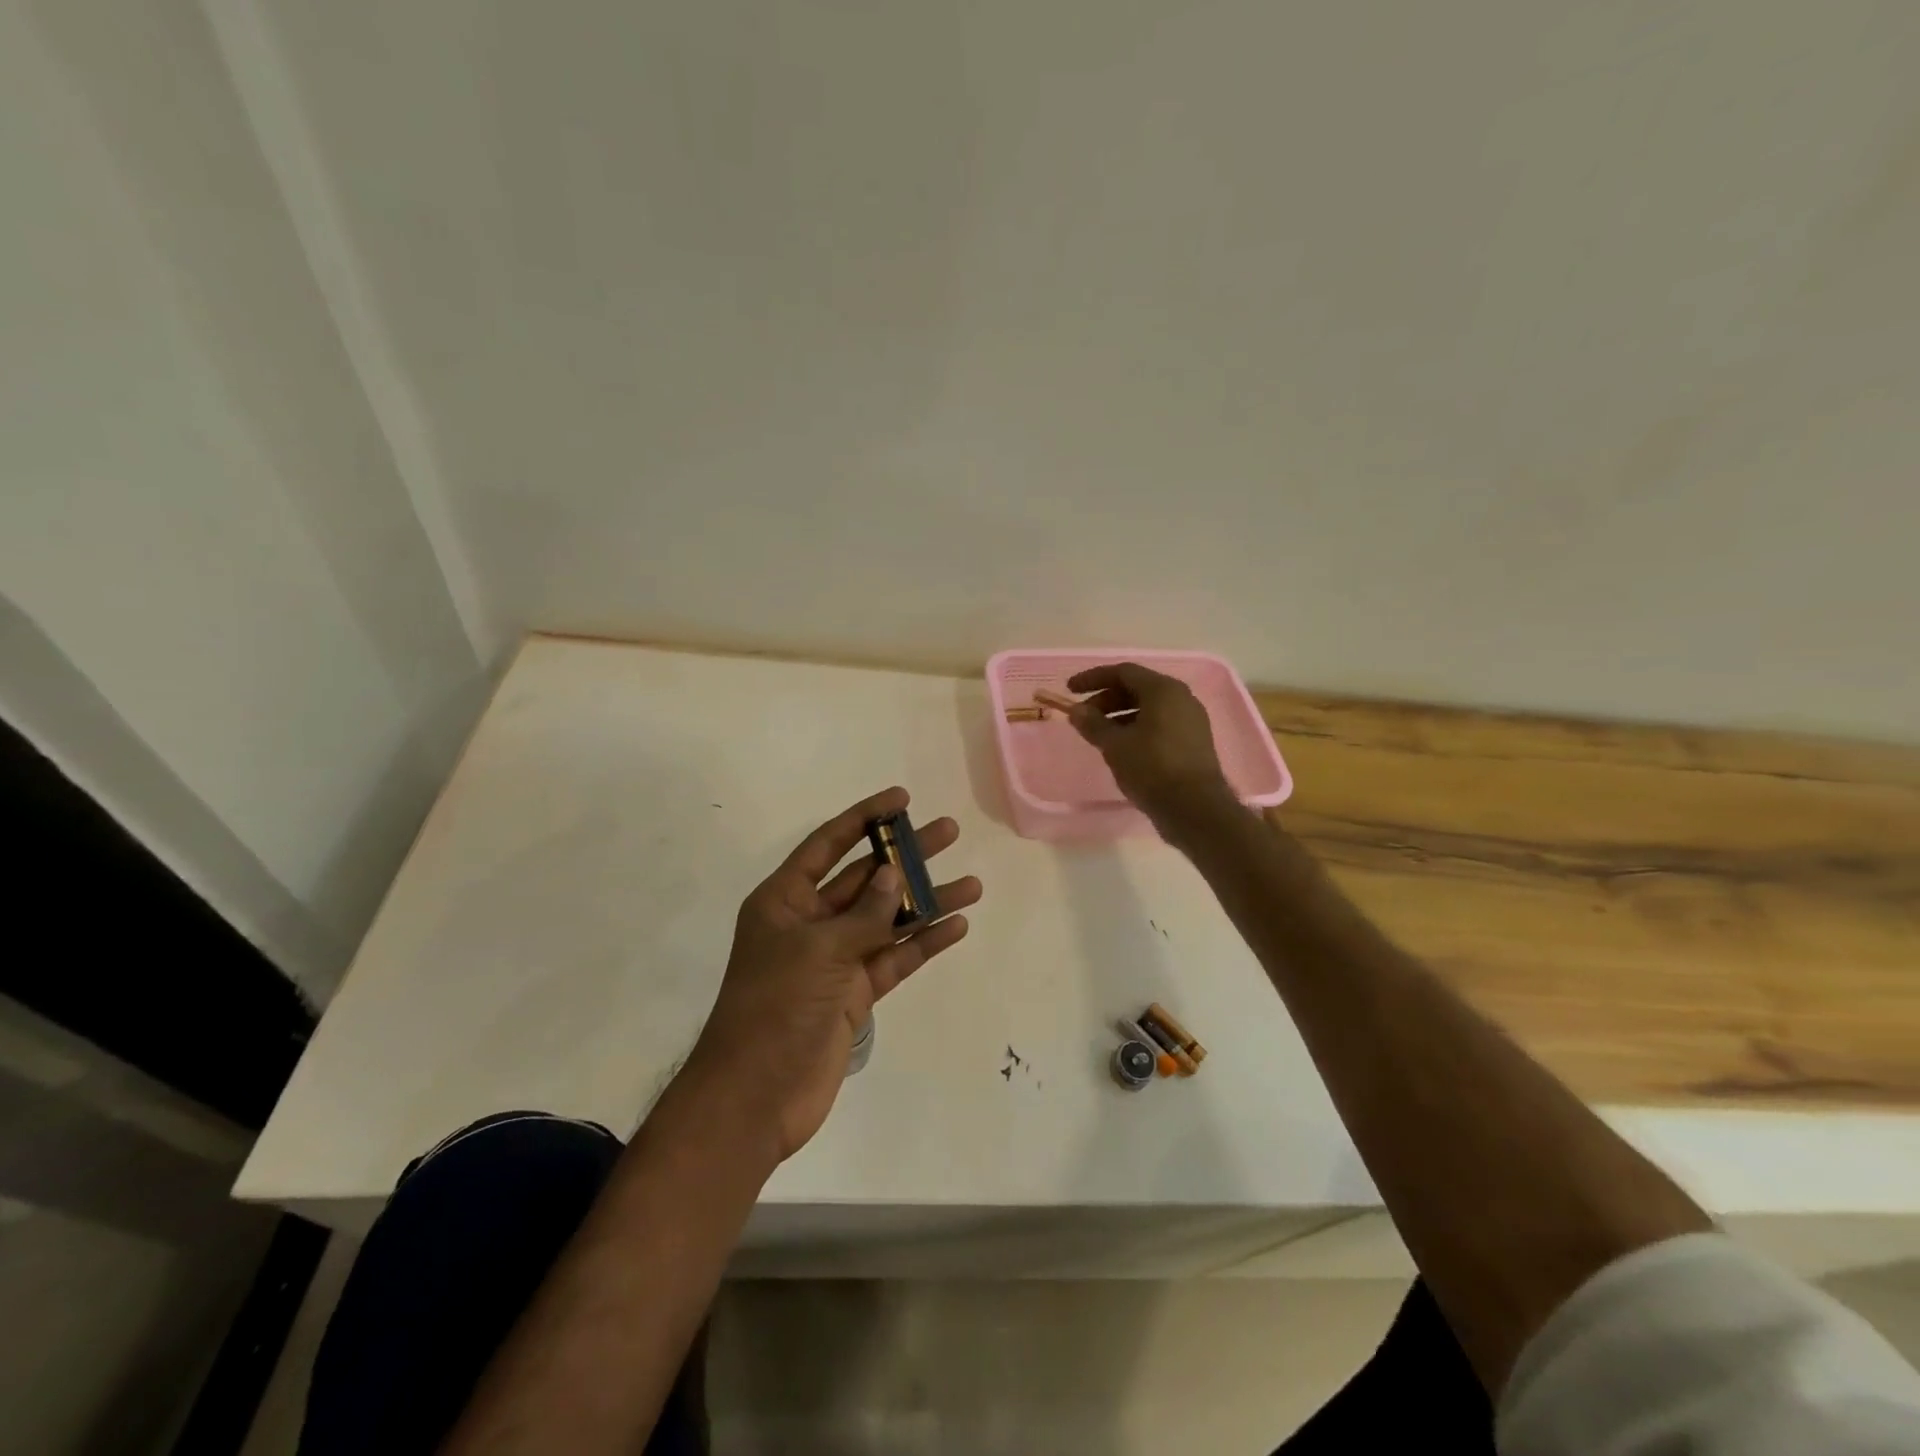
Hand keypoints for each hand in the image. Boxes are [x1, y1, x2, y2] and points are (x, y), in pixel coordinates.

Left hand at [690, 787, 981, 1161]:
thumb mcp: (819, 951)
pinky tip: (955, 926)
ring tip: (971, 884)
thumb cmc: (776, 1008)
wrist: (756, 1097)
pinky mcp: (853, 994)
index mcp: (784, 901)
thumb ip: (863, 914)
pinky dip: (922, 944)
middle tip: (948, 832)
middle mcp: (809, 923)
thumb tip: (893, 875)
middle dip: (905, 857)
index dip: (863, 818)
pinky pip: (893, 959)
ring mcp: (834, 959)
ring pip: (886, 920)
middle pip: (864, 878)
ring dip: (924, 902)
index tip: (901, 799)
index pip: (828, 845)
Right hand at [1065, 663, 1234, 826]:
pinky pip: (1160, 724)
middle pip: (1137, 688)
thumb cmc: (1152, 768)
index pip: (1123, 672)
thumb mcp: (1115, 745)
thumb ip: (1093, 724)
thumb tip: (1076, 711)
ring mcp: (1191, 720)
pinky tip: (1122, 748)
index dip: (1093, 678)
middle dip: (1106, 699)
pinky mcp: (1194, 742)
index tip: (1070, 690)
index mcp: (1163, 690)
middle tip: (1083, 718)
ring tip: (1099, 736)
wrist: (1194, 808)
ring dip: (1120, 716)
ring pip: (1149, 708)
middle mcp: (1181, 698)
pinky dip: (1137, 728)